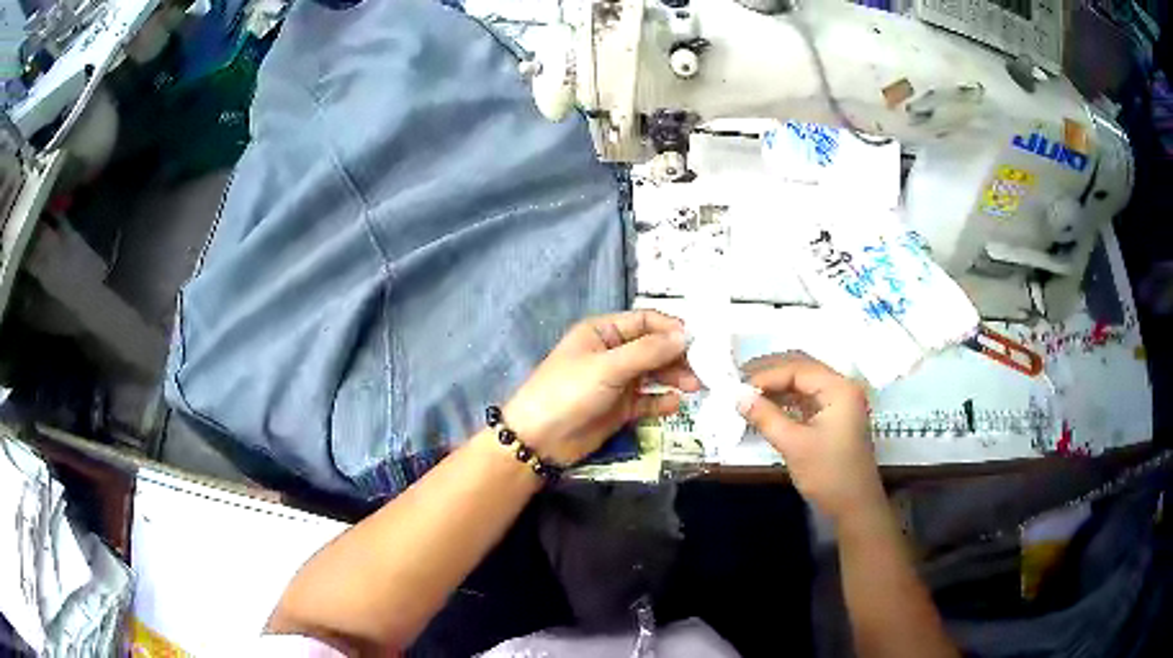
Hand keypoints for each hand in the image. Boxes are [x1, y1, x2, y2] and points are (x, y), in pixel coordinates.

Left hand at [504, 310, 700, 464]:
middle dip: (678, 356)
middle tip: (704, 369)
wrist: (540, 439)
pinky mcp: (620, 408)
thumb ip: (648, 351)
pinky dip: (662, 401)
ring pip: (654, 374)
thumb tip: (686, 335)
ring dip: (675, 378)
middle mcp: (613, 352)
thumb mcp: (608, 367)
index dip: (671, 329)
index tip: (700, 341)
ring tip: (696, 387)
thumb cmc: (569, 391)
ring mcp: (617, 381)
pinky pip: (648, 400)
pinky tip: (674, 405)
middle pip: (654, 348)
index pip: (645, 321)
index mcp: (603, 332)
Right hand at [737, 352, 883, 523]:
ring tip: (748, 395)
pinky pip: (807, 400)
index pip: (797, 369)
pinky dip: (786, 401)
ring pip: (803, 384)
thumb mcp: (794, 444)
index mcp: (839, 388)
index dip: (766, 376)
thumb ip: (766, 416)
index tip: (738, 388)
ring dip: (777, 388)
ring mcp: (840, 403)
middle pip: (802, 370)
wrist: (855, 507)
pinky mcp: (835, 418)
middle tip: (739, 383)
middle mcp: (842, 387)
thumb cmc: (828, 474)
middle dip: (770, 375)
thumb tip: (737, 396)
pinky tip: (767, 408)